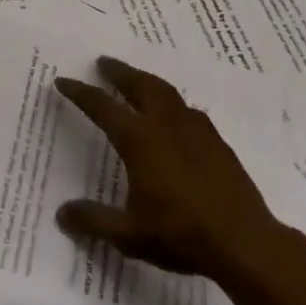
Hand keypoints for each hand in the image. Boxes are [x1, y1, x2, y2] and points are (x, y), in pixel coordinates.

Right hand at [54, 56, 305, 285]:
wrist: (244, 242)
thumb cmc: (181, 234)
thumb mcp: (129, 234)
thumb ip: (94, 221)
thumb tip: (61, 214)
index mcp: (140, 140)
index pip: (102, 107)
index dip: (80, 92)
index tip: (63, 81)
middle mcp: (166, 125)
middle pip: (139, 85)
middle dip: (119, 72)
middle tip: (104, 62)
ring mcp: (196, 131)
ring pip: (167, 92)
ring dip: (147, 81)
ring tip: (137, 80)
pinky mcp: (217, 143)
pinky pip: (189, 111)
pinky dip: (173, 103)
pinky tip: (176, 115)